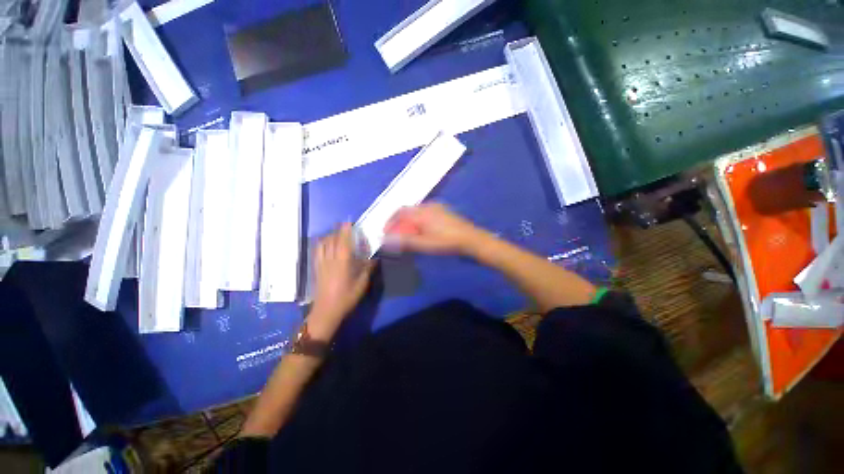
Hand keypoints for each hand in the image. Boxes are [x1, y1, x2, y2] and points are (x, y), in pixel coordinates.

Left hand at [310, 223, 374, 337]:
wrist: (326, 311)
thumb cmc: (346, 298)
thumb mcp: (362, 284)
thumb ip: (367, 269)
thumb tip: (374, 258)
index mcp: (342, 263)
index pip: (343, 242)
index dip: (345, 230)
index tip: (349, 222)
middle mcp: (330, 260)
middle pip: (332, 240)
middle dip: (338, 231)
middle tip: (345, 227)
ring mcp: (321, 263)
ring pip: (322, 244)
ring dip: (329, 236)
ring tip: (336, 234)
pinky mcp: (316, 268)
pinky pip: (317, 251)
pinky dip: (321, 244)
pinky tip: (325, 244)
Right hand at [383, 203, 488, 255]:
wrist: (470, 239)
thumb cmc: (446, 242)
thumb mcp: (424, 244)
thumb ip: (405, 241)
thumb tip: (387, 239)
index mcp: (421, 212)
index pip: (399, 212)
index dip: (390, 222)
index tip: (386, 232)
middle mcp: (428, 206)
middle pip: (407, 211)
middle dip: (399, 222)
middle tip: (396, 235)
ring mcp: (437, 207)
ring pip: (416, 212)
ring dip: (409, 221)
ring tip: (408, 234)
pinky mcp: (444, 211)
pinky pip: (425, 212)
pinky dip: (418, 220)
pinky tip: (422, 230)